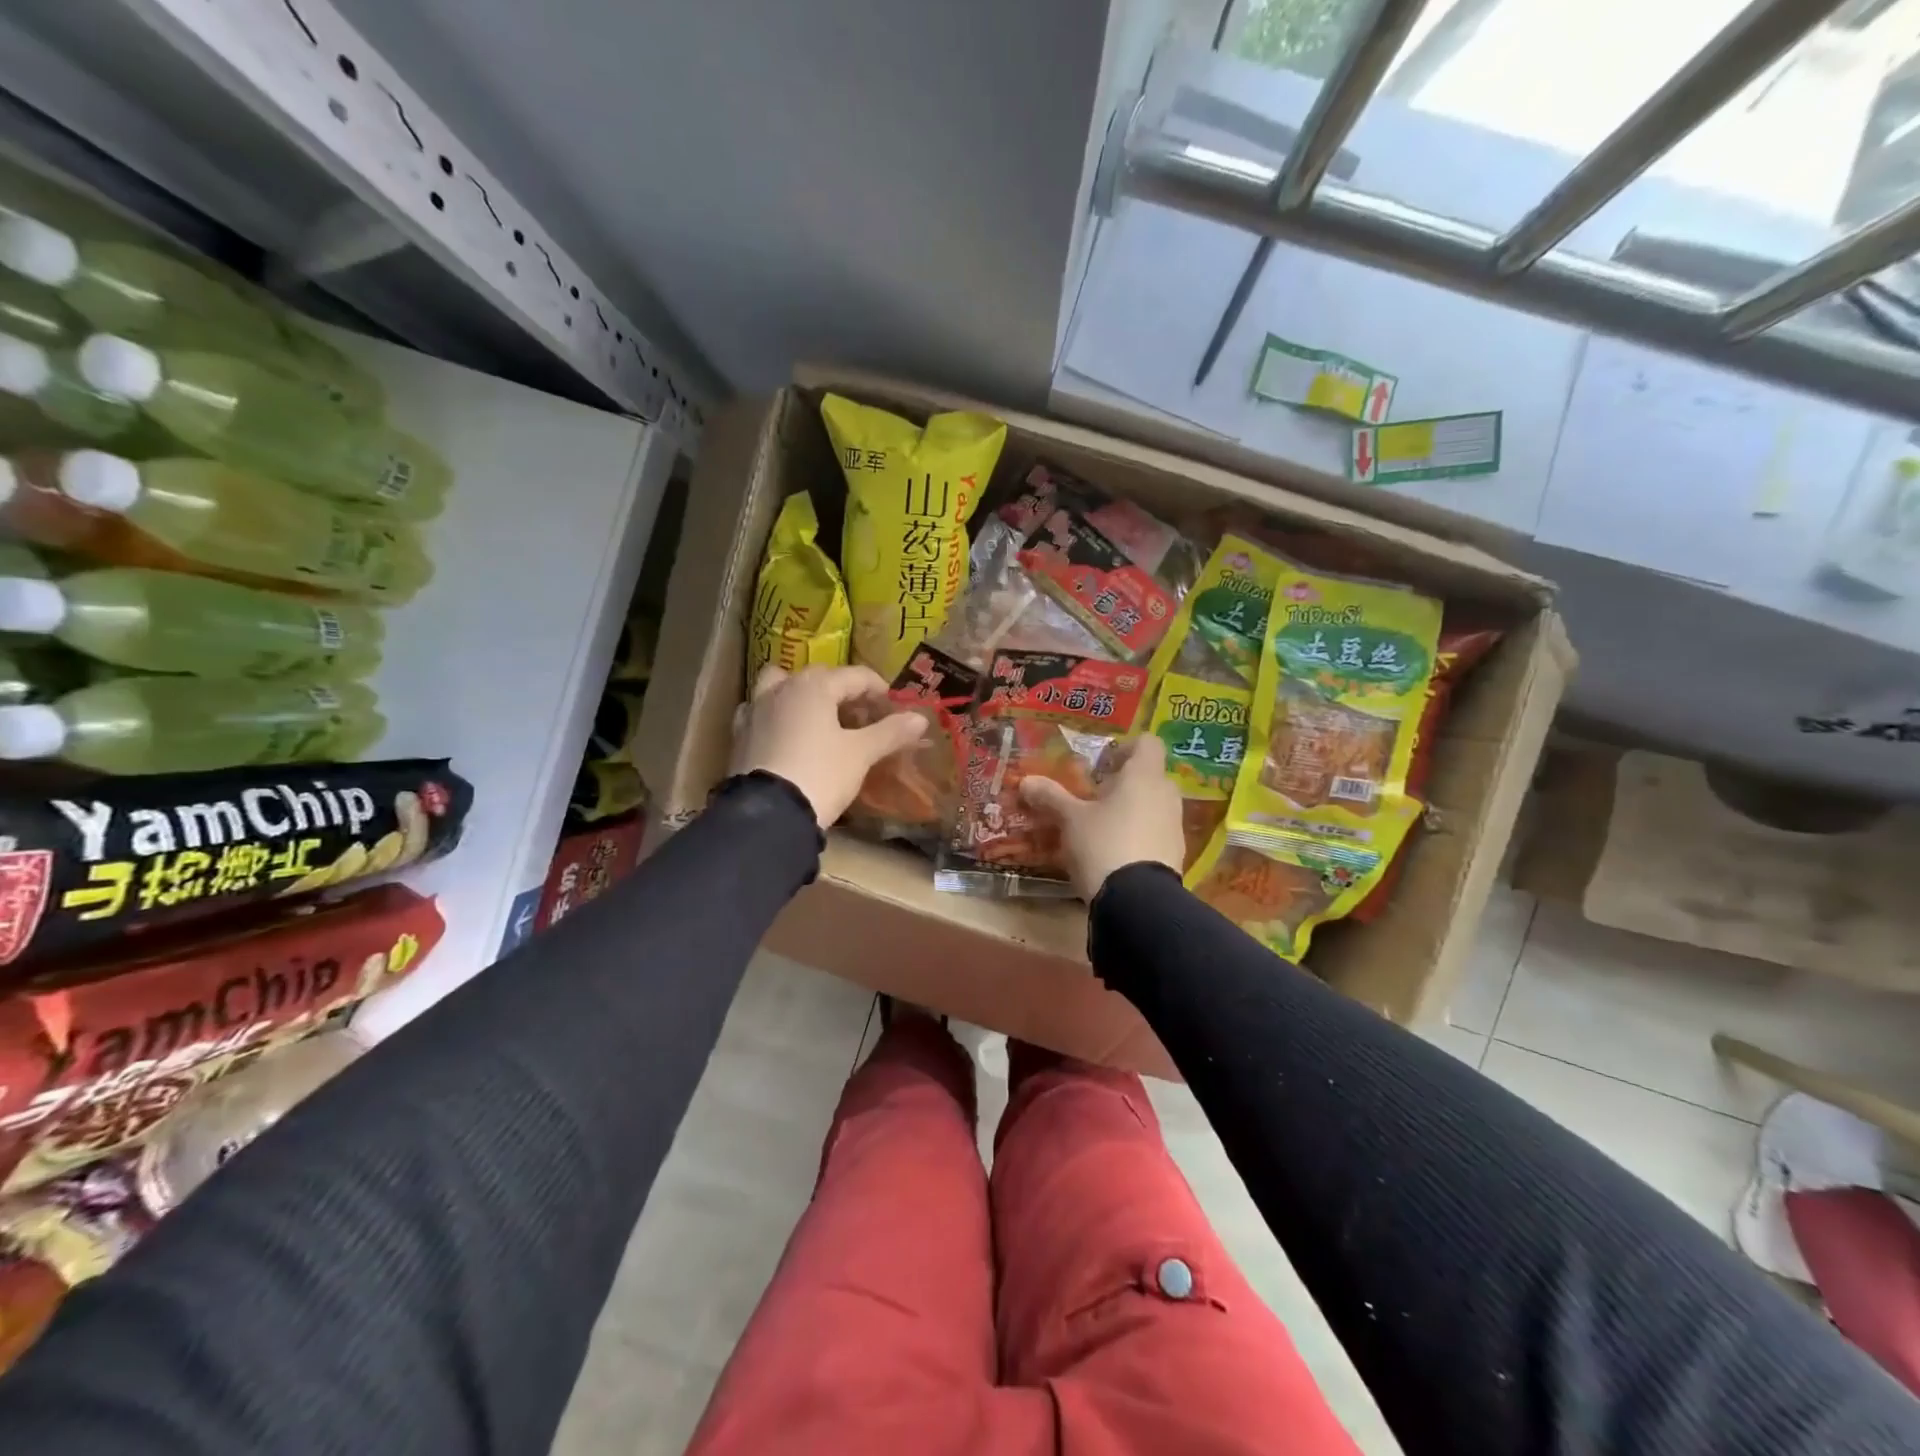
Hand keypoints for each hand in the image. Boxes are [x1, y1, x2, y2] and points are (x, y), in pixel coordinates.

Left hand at [731, 665, 927, 828]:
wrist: (768, 813)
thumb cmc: (821, 774)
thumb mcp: (861, 754)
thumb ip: (890, 733)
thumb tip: (920, 719)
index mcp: (814, 686)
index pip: (855, 676)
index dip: (879, 690)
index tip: (894, 709)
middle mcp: (781, 689)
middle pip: (818, 678)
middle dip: (842, 691)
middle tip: (862, 716)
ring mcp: (755, 711)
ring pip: (780, 687)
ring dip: (801, 695)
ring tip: (818, 718)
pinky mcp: (739, 736)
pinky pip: (761, 714)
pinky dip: (776, 717)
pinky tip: (787, 736)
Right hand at [1019, 734, 1184, 899]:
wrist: (1138, 901)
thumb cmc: (1103, 844)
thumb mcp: (1070, 820)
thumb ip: (1051, 797)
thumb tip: (1026, 781)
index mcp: (1143, 776)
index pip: (1148, 743)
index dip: (1126, 749)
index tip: (1102, 765)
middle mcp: (1166, 794)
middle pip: (1149, 776)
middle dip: (1123, 784)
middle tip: (1095, 798)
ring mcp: (1175, 826)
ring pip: (1153, 806)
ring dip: (1131, 810)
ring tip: (1101, 828)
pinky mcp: (1176, 854)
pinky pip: (1156, 832)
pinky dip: (1139, 835)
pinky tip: (1115, 853)